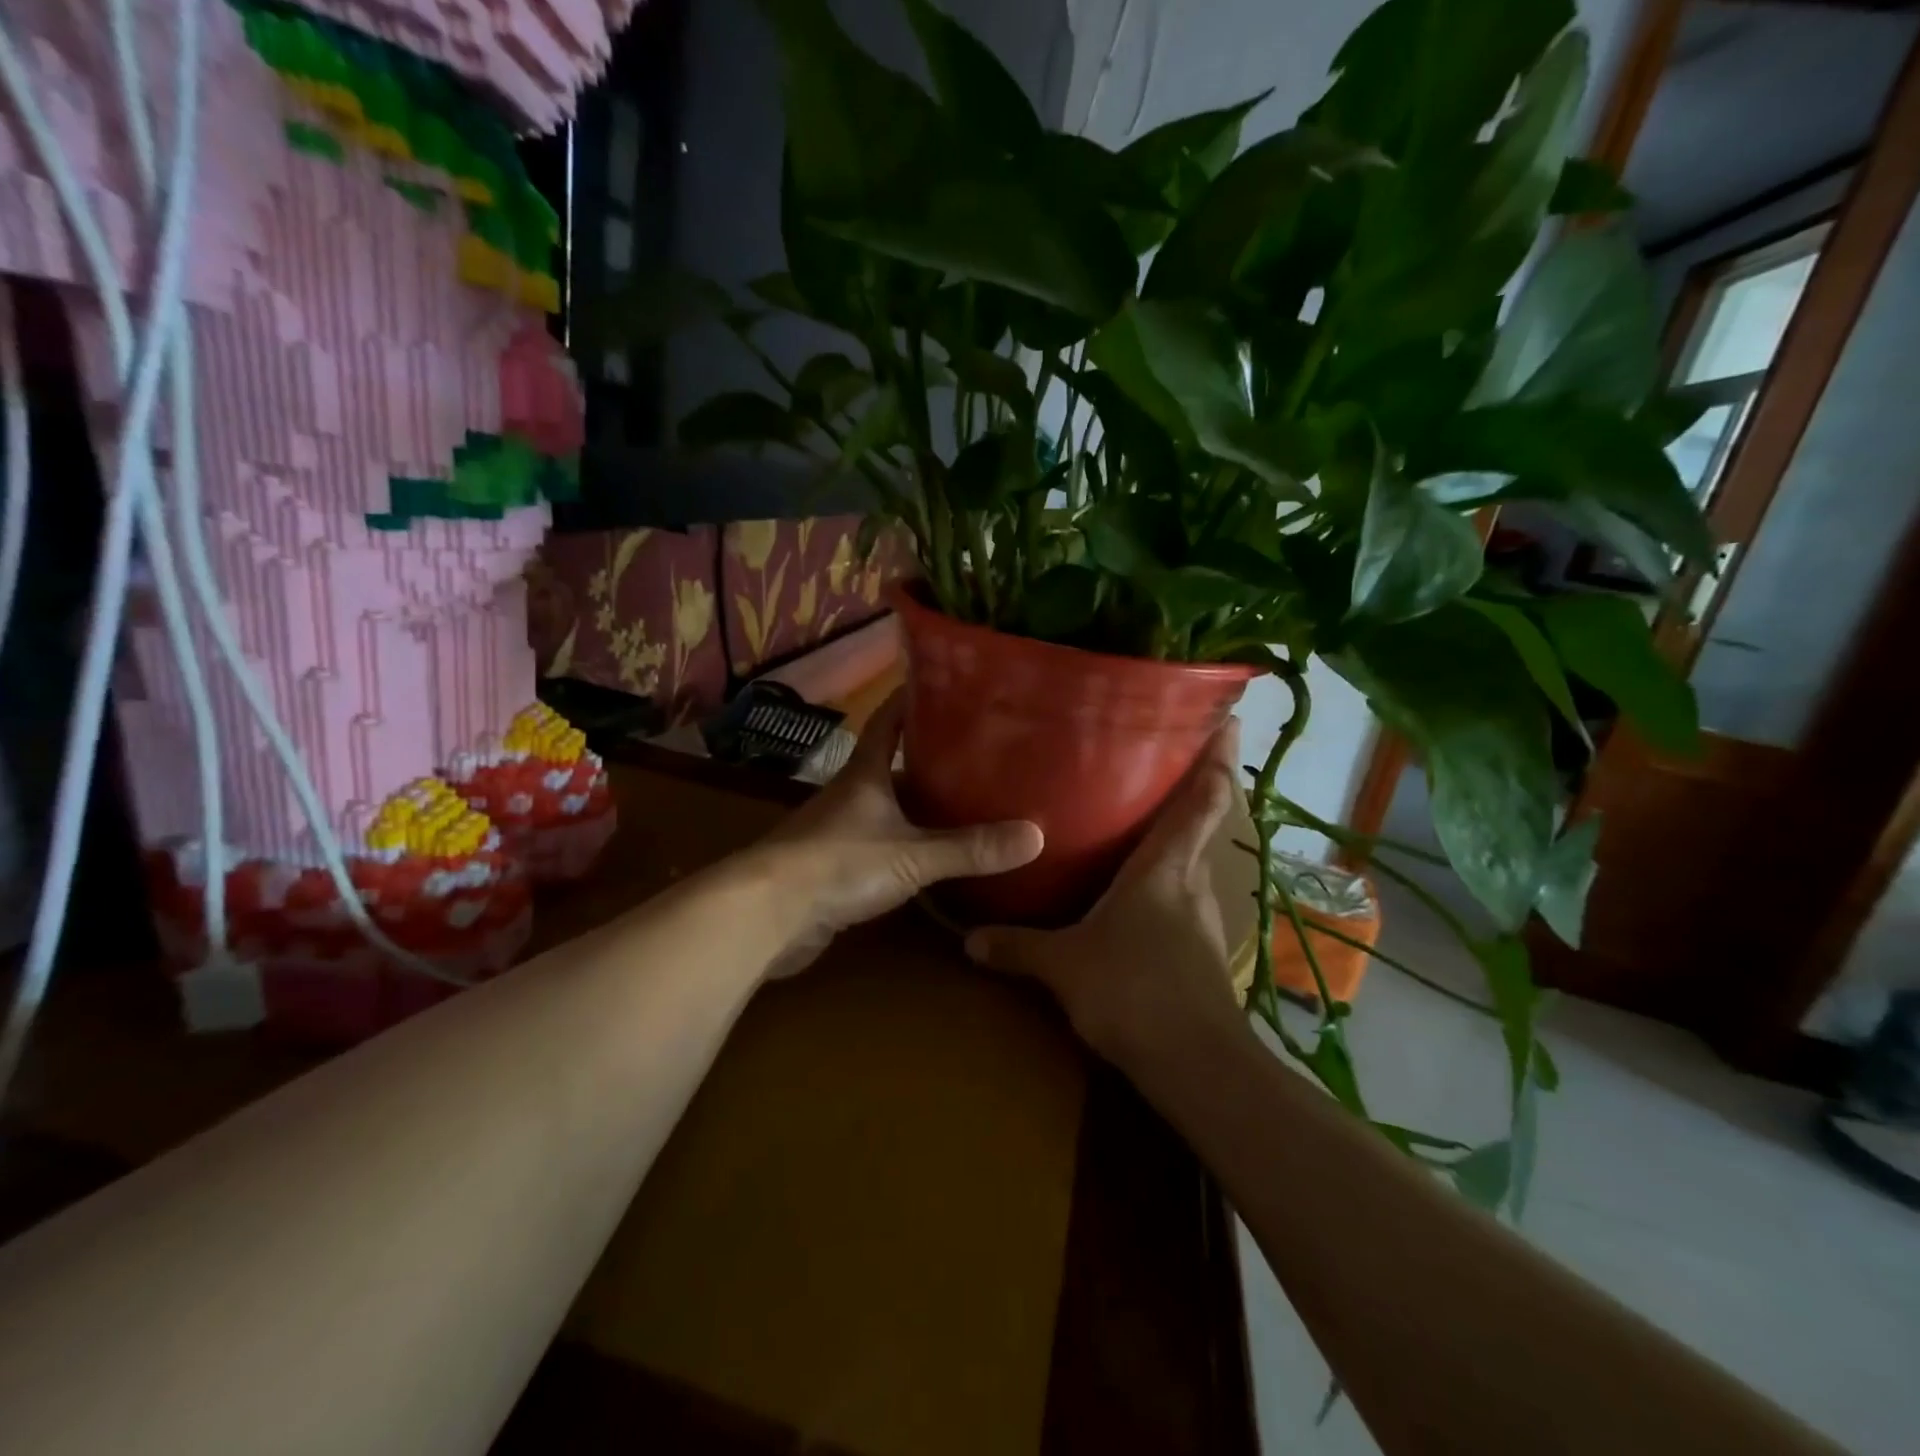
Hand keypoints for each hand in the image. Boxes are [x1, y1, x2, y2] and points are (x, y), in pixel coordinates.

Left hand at [756, 691, 1043, 974]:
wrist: (768, 914)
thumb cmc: (839, 864)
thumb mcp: (912, 855)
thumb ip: (970, 848)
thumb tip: (1036, 835)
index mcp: (865, 772)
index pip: (888, 719)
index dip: (913, 698)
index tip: (947, 685)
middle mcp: (851, 793)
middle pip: (893, 763)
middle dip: (931, 756)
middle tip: (979, 752)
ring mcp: (840, 829)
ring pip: (888, 805)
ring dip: (920, 803)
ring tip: (968, 801)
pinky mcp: (835, 866)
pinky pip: (881, 843)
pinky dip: (907, 842)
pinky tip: (933, 854)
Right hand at [965, 720, 1246, 1072]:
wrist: (1196, 1066)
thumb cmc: (1133, 991)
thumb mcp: (1065, 966)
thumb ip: (1018, 947)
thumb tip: (970, 940)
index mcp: (1165, 866)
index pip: (1204, 797)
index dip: (1219, 756)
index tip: (1228, 718)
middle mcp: (1191, 881)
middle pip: (1201, 822)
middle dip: (1189, 790)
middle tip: (1155, 762)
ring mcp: (1203, 917)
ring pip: (1190, 863)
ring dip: (1174, 840)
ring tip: (1137, 824)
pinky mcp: (1202, 951)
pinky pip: (1181, 899)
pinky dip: (1165, 884)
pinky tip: (1136, 899)